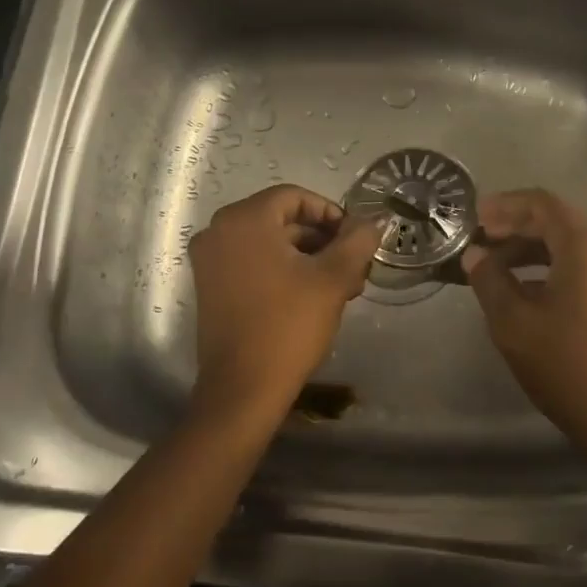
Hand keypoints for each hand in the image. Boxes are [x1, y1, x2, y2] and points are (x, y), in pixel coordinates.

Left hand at [187, 184, 383, 425]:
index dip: (330, 213)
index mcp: (244, 220)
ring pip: (269, 244)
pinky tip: (314, 296)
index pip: (294, 197)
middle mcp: (219, 232)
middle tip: (355, 265)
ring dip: (308, 257)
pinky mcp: (211, 287)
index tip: (355, 239)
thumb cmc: (288, 325)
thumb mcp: (332, 279)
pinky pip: (253, 263)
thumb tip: (375, 221)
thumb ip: (357, 241)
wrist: (242, 389)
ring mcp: (210, 261)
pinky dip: (283, 270)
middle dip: (322, 239)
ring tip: (344, 285)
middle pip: (281, 219)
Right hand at [461, 189, 586, 451]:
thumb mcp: (513, 322)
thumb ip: (490, 280)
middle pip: (558, 224)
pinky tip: (526, 297)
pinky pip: (584, 272)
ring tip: (495, 271)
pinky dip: (551, 272)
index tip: (474, 218)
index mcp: (585, 247)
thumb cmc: (567, 365)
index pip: (542, 204)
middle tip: (479, 243)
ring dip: (532, 253)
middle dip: (516, 229)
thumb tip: (476, 254)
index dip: (505, 205)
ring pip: (571, 250)